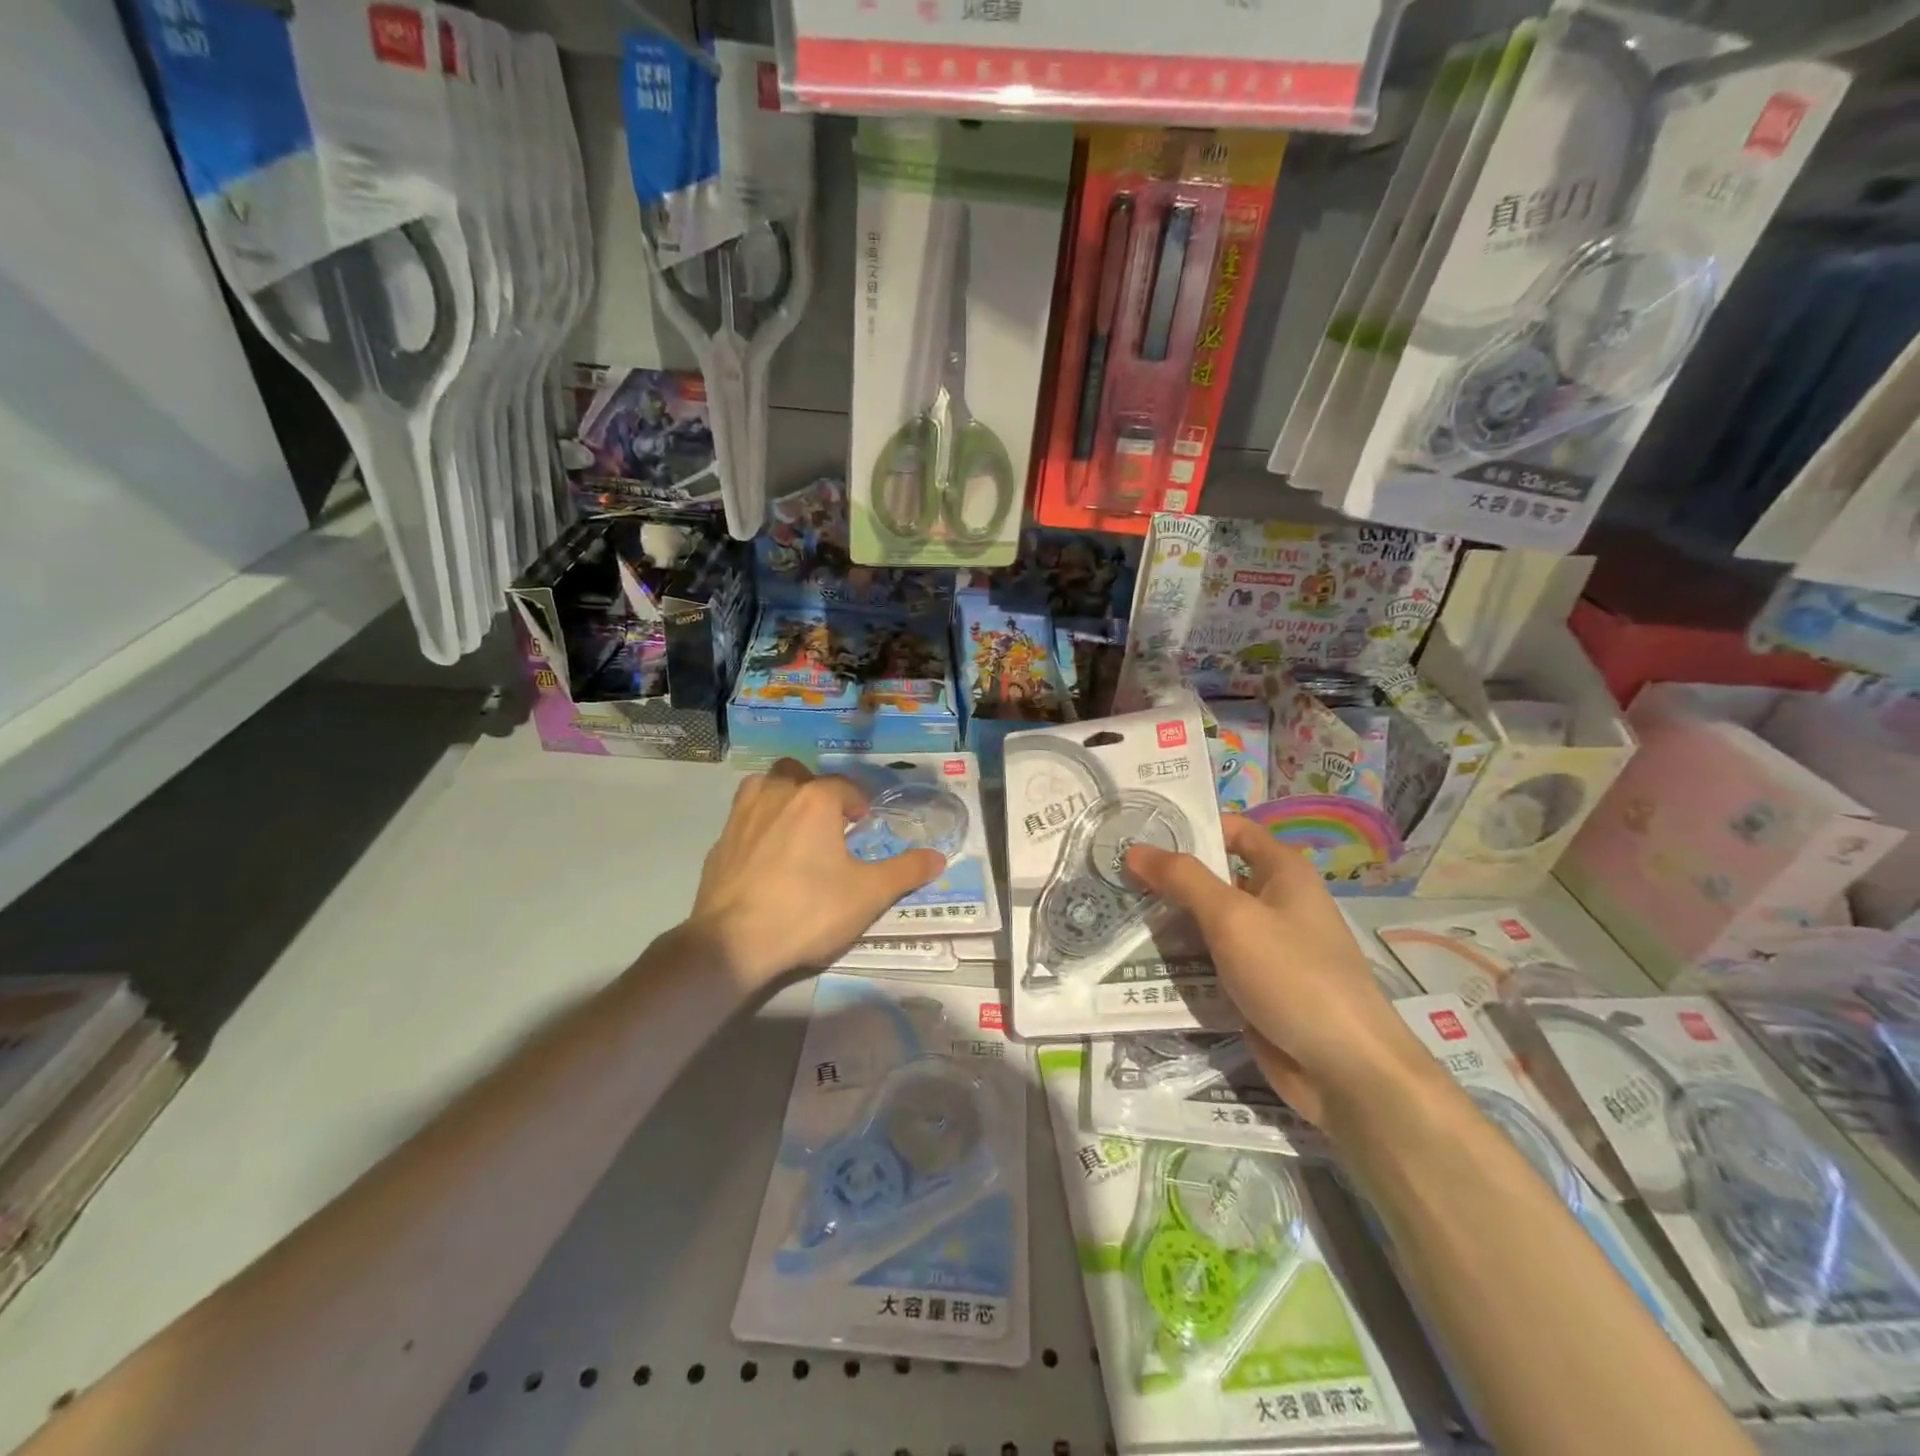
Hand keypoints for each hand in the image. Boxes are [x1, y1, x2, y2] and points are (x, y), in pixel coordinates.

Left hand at [688, 759, 945, 986]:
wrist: (733, 943)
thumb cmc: (808, 910)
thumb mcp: (869, 894)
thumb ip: (906, 871)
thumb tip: (939, 857)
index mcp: (815, 799)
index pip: (846, 787)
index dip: (859, 806)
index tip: (862, 830)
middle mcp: (777, 794)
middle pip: (799, 774)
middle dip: (816, 791)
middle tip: (828, 826)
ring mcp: (742, 815)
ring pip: (765, 787)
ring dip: (782, 798)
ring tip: (795, 832)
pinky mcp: (719, 842)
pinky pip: (744, 819)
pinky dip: (758, 827)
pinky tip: (765, 859)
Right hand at [1126, 816, 1439, 1130]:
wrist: (1346, 1071)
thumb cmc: (1293, 976)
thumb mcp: (1232, 917)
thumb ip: (1182, 880)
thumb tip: (1135, 850)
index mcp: (1283, 872)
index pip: (1232, 830)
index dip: (1190, 826)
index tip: (1140, 830)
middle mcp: (1276, 903)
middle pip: (1214, 878)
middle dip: (1168, 878)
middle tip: (1114, 875)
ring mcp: (1265, 948)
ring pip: (1207, 924)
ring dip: (1170, 922)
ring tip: (1115, 914)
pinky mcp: (1254, 988)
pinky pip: (1211, 963)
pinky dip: (1182, 961)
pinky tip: (1140, 960)